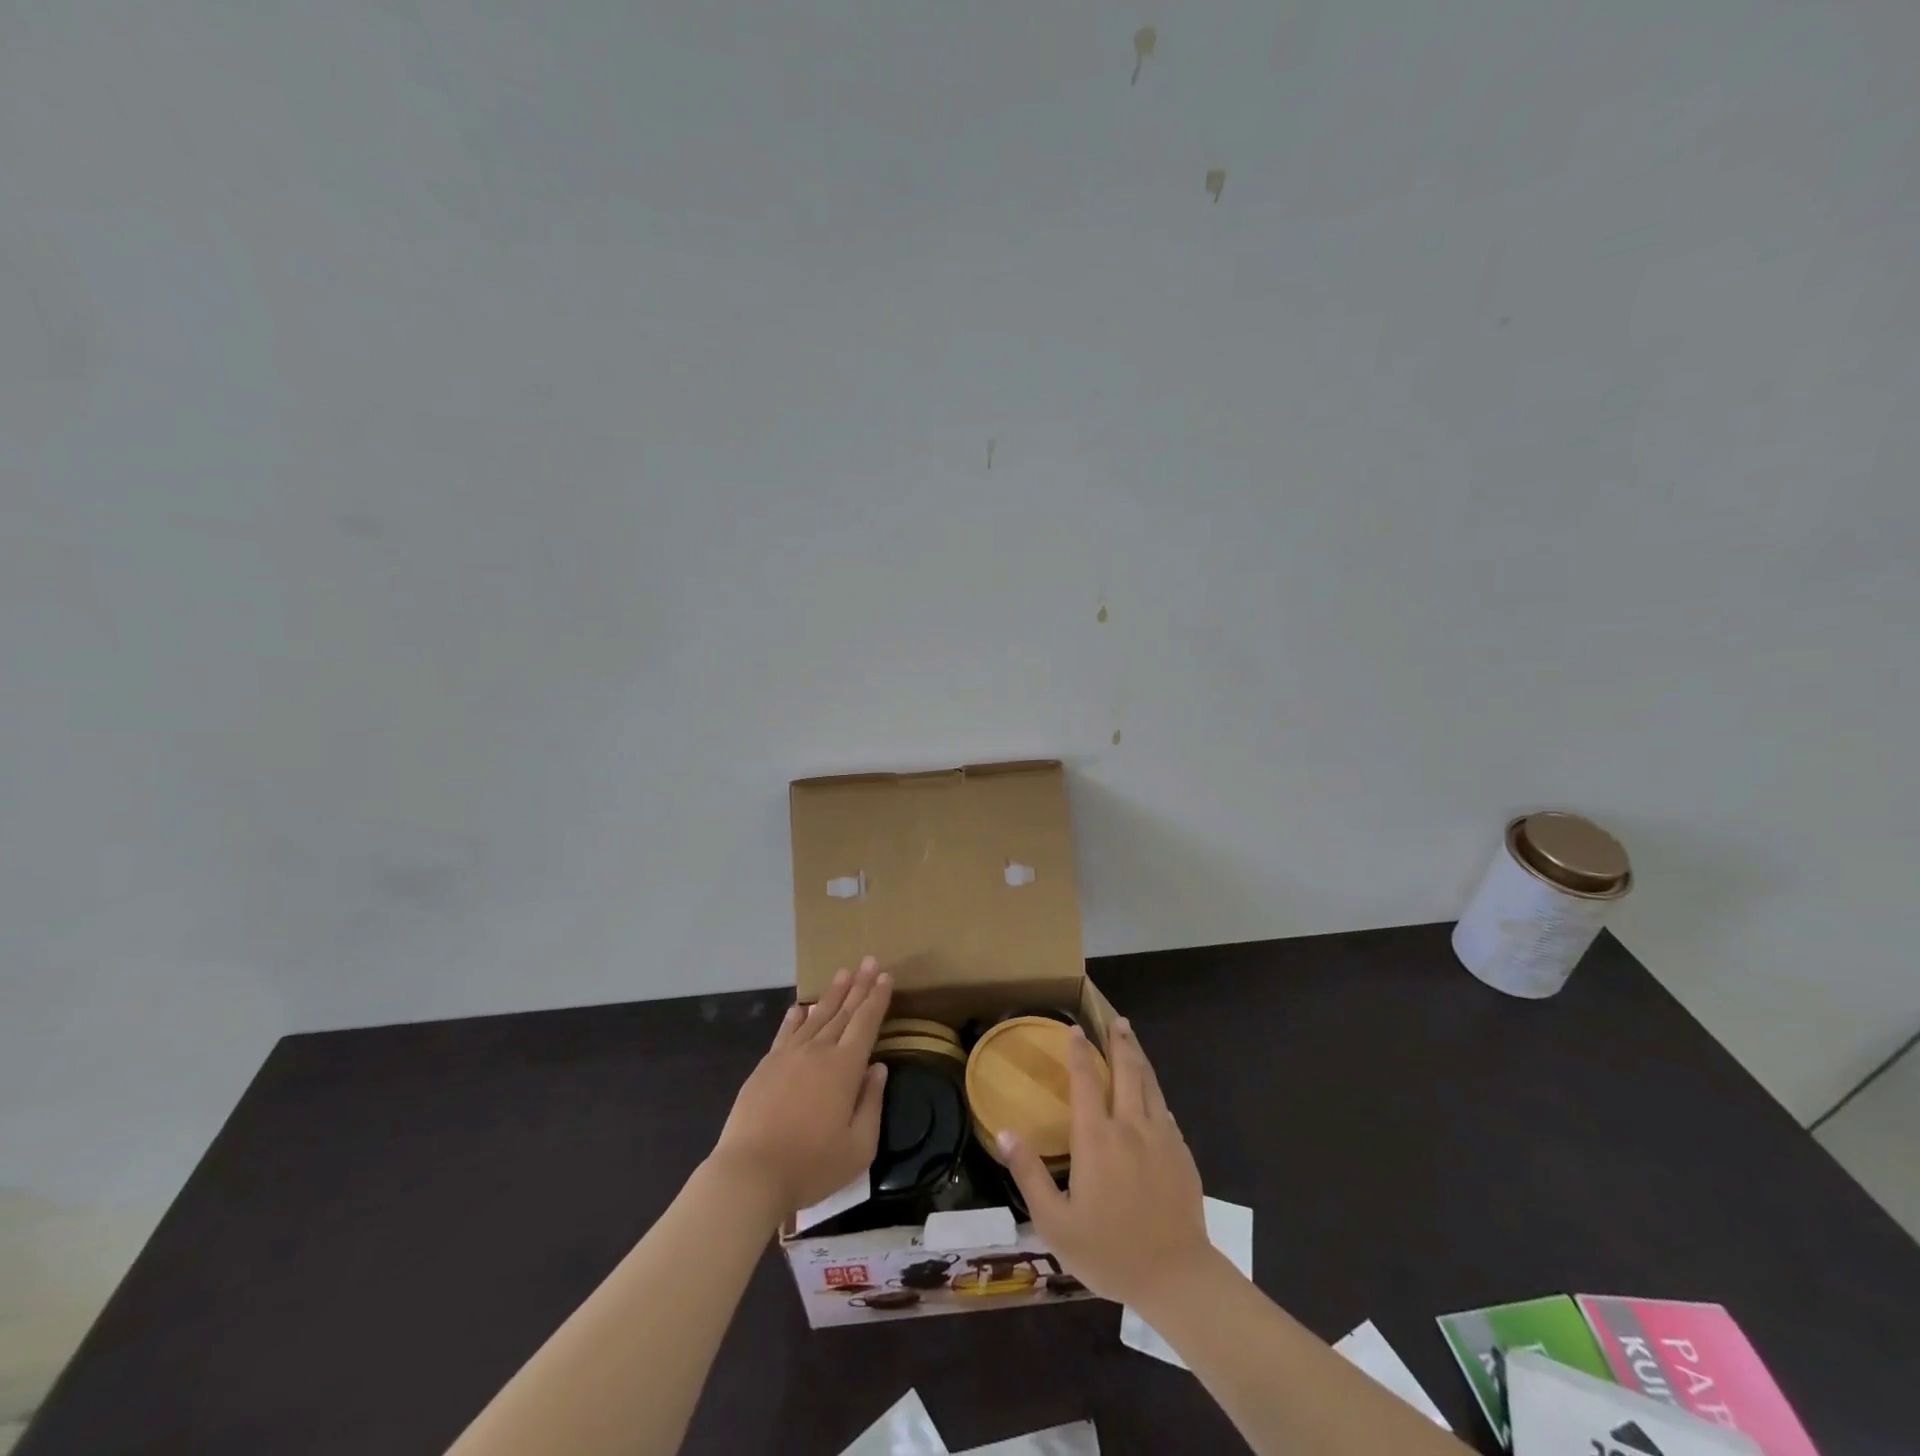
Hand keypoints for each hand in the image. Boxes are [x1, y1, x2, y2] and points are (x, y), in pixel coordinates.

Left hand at [709, 957, 892, 1220]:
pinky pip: (786, 1033)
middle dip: (859, 985)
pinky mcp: (766, 1066)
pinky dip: (796, 1017)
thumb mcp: (858, 1147)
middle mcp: (818, 1052)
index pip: (866, 1023)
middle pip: (843, 1012)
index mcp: (844, 1068)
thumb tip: (877, 1068)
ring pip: (816, 1017)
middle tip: (869, 960)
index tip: (886, 976)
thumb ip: (871, 1103)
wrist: (750, 1173)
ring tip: (843, 973)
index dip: (877, 998)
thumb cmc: (811, 1165)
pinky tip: (801, 1007)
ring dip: (832, 994)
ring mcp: (789, 1056)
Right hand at [998, 1018, 1213, 1309]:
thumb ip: (1029, 1174)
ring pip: (1149, 1084)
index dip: (1079, 1052)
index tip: (1074, 1029)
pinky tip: (1152, 1094)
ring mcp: (1161, 1138)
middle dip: (1119, 1042)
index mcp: (1097, 1138)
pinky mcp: (1182, 1154)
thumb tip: (1004, 1131)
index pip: (1085, 1080)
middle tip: (1115, 1020)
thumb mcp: (1055, 1222)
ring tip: (1131, 1038)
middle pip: (1126, 1071)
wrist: (1177, 1277)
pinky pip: (1165, 1110)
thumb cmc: (1109, 1251)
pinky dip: (1154, 1092)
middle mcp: (1129, 1126)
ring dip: (1139, 1057)